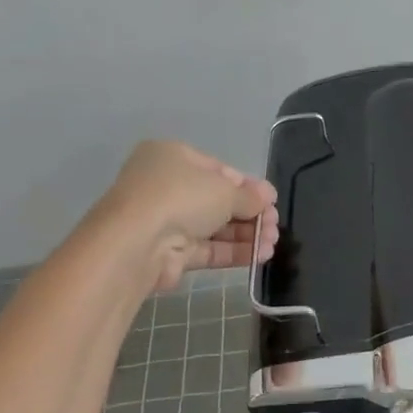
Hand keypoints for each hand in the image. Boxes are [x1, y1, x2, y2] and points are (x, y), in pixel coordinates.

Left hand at [92, 141, 278, 291]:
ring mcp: (166, 221)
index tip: (271, 201)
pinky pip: (207, 249)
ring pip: (214, 227)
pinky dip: (233, 251)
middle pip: (218, 200)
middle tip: (275, 226)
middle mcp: (166, 186)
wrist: (137, 243)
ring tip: (273, 244)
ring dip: (246, 235)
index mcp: (173, 157)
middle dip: (250, 214)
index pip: (219, 170)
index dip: (248, 186)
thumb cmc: (181, 197)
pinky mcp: (169, 253)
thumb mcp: (224, 190)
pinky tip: (259, 256)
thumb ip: (249, 196)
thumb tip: (267, 198)